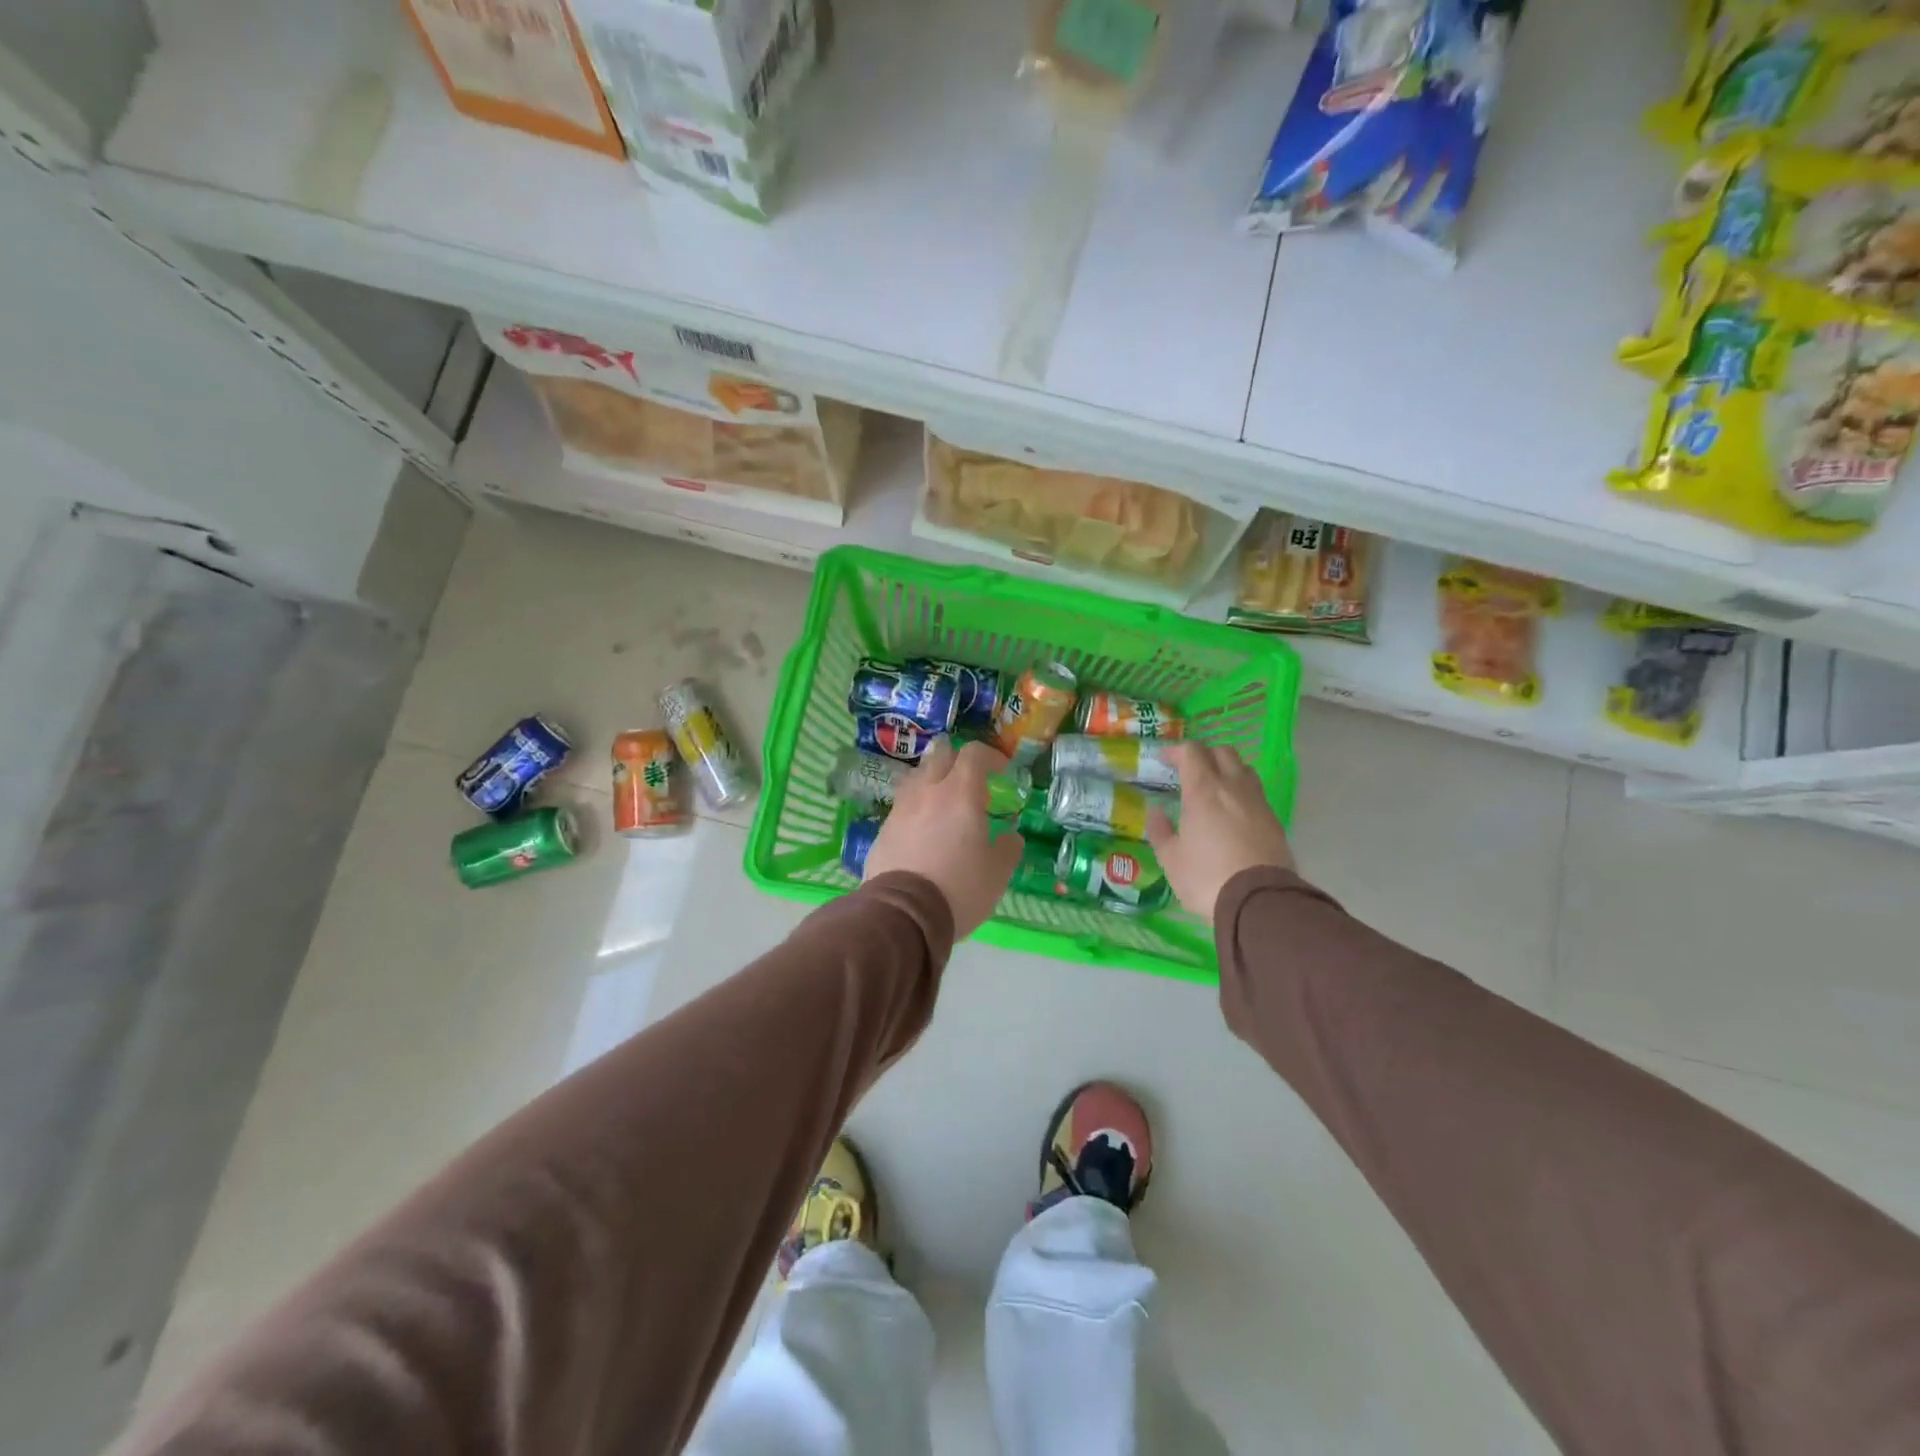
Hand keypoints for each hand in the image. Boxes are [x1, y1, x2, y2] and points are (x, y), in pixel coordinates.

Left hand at [864, 738, 1023, 937]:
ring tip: (944, 803)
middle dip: (957, 760)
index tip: (1002, 772)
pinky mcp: (883, 830)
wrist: (903, 914)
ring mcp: (901, 809)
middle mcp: (927, 792)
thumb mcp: (998, 872)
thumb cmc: (959, 888)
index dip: (990, 757)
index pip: (973, 753)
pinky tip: (923, 831)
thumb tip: (1010, 836)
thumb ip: (1008, 848)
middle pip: (940, 755)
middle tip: (971, 782)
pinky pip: (902, 806)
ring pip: (916, 777)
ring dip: (933, 781)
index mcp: (960, 793)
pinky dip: (916, 808)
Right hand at [1145, 742, 1293, 920]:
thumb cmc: (1206, 876)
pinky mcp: (1274, 821)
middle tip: (1189, 771)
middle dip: (1204, 755)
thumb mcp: (1171, 859)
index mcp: (1204, 790)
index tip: (1164, 760)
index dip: (1176, 751)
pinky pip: (1256, 793)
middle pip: (1223, 752)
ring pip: (1244, 769)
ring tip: (1213, 788)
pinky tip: (1232, 812)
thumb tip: (1155, 811)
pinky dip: (1241, 792)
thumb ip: (1160, 830)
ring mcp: (1258, 802)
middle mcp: (1233, 787)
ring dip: (1226, 770)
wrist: (1259, 901)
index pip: (1192, 752)